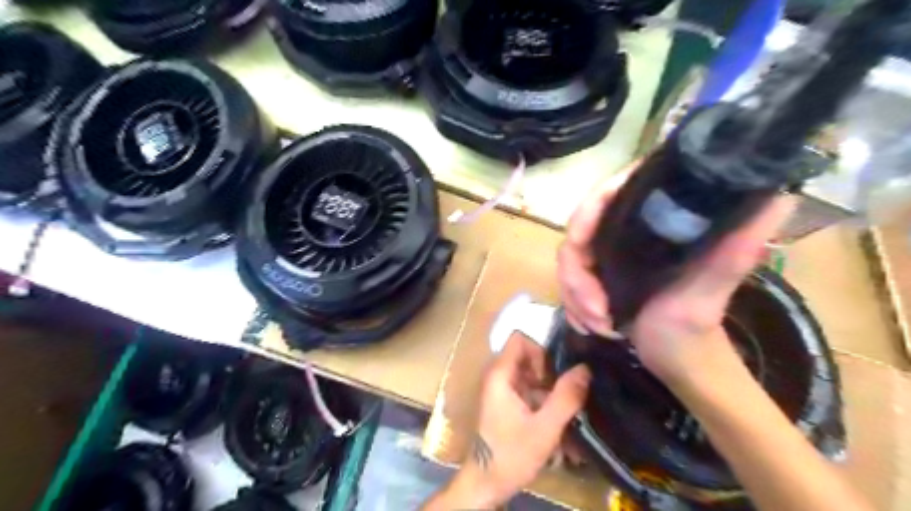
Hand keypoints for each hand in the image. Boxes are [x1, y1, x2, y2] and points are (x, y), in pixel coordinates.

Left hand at [426, 332, 591, 506]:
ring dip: (550, 387)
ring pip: (531, 373)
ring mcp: (503, 390)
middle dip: (550, 371)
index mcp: (501, 374)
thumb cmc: (511, 454)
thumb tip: (585, 368)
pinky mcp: (509, 403)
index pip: (520, 339)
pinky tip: (558, 421)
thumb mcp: (544, 428)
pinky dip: (545, 399)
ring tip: (566, 409)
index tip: (555, 375)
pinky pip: (530, 390)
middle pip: (528, 356)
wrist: (487, 483)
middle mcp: (499, 376)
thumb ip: (566, 397)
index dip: (540, 351)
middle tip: (564, 393)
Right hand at [552, 158, 795, 383]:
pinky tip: (591, 325)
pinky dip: (574, 304)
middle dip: (580, 275)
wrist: (678, 361)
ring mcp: (610, 250)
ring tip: (599, 325)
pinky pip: (568, 279)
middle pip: (579, 230)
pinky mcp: (599, 271)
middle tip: (597, 311)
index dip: (589, 211)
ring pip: (569, 258)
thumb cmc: (695, 329)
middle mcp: (630, 228)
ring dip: (576, 295)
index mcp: (656, 221)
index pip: (611, 191)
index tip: (582, 247)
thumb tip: (780, 195)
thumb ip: (734, 250)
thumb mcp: (710, 290)